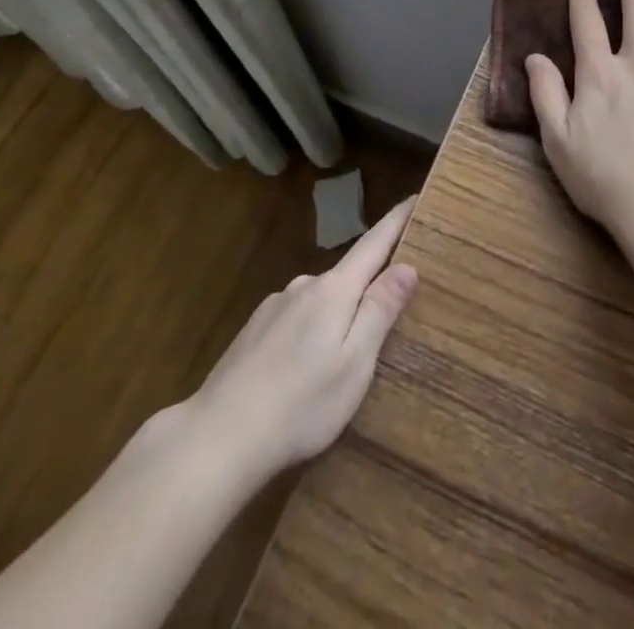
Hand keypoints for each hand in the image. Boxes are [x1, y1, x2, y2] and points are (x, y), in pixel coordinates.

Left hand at [180, 195, 418, 480]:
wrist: (218, 436)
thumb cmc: (301, 403)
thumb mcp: (355, 363)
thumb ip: (380, 311)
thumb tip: (406, 266)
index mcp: (334, 290)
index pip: (374, 244)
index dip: (396, 221)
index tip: (415, 197)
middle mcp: (304, 287)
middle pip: (347, 275)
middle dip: (368, 285)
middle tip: (389, 312)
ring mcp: (275, 307)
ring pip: (319, 301)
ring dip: (336, 316)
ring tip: (343, 356)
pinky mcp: (254, 331)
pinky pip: (296, 319)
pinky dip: (310, 333)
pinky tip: (303, 369)